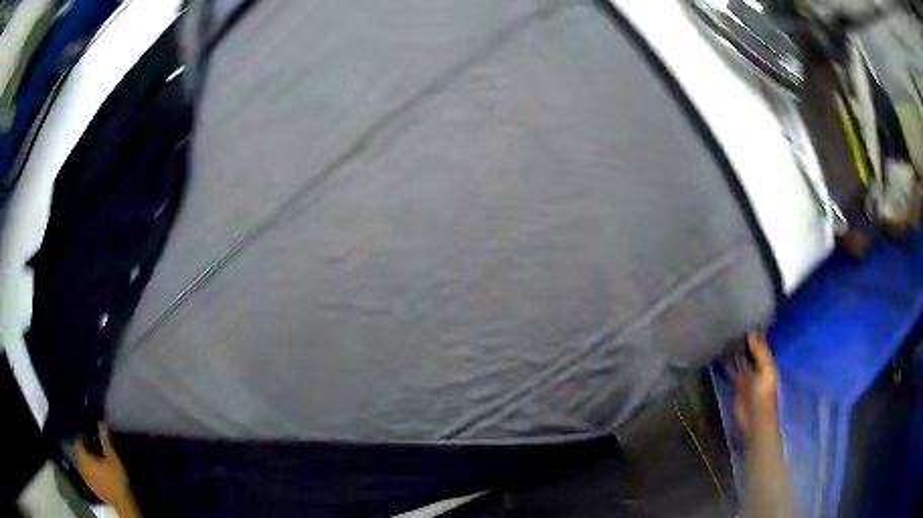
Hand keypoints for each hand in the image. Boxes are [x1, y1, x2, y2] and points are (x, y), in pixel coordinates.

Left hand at [74, 423, 130, 504]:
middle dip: (84, 445)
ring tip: (94, 455)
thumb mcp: (113, 458)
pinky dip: (89, 467)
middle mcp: (81, 465)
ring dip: (86, 456)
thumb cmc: (116, 478)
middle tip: (93, 442)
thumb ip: (105, 440)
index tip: (90, 431)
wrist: (123, 503)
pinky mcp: (91, 485)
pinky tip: (96, 468)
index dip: (83, 433)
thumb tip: (100, 422)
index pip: (78, 439)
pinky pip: (86, 471)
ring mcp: (85, 477)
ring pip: (82, 462)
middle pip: (79, 451)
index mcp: (83, 457)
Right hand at [725, 332, 778, 441]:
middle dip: (743, 339)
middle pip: (750, 349)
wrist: (755, 419)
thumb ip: (760, 351)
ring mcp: (746, 375)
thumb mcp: (766, 370)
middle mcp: (757, 365)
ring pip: (740, 358)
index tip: (743, 317)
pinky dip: (726, 363)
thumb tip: (752, 330)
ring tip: (724, 336)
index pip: (760, 342)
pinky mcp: (737, 384)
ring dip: (734, 350)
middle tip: (731, 323)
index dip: (754, 331)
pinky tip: (719, 355)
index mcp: (766, 361)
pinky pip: (731, 370)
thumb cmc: (763, 393)